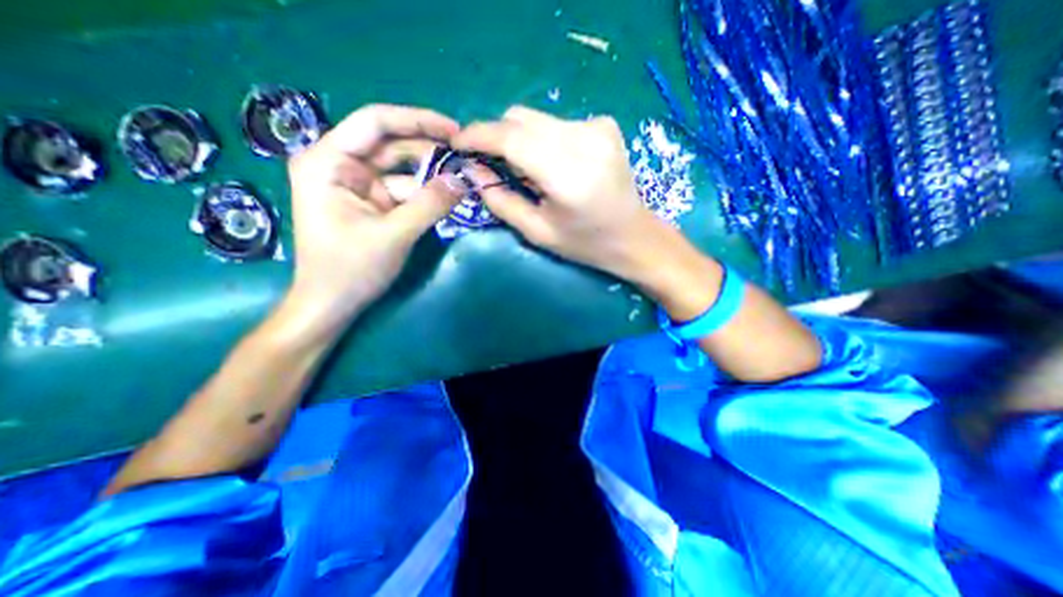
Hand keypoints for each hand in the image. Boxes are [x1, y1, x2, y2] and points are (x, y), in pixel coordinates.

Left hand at [284, 103, 464, 334]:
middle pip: (393, 146)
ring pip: (403, 171)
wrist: (333, 305)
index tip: (455, 130)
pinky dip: (427, 196)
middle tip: (467, 159)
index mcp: (328, 162)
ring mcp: (358, 186)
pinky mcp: (373, 205)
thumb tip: (464, 180)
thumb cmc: (350, 269)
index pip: (375, 123)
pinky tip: (450, 198)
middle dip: (431, 153)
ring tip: (465, 181)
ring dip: (433, 177)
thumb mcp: (394, 235)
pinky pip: (405, 192)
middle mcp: (341, 166)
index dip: (417, 121)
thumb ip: (430, 205)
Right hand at [451, 104, 662, 277]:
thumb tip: (473, 170)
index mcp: (567, 174)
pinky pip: (556, 124)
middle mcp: (584, 140)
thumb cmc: (585, 244)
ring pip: (537, 119)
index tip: (457, 143)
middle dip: (496, 137)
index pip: (511, 137)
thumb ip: (501, 200)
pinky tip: (552, 165)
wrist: (634, 236)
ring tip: (524, 170)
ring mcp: (597, 127)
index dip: (478, 135)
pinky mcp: (604, 124)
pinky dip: (543, 140)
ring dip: (519, 140)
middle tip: (488, 163)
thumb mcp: (537, 232)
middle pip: (520, 119)